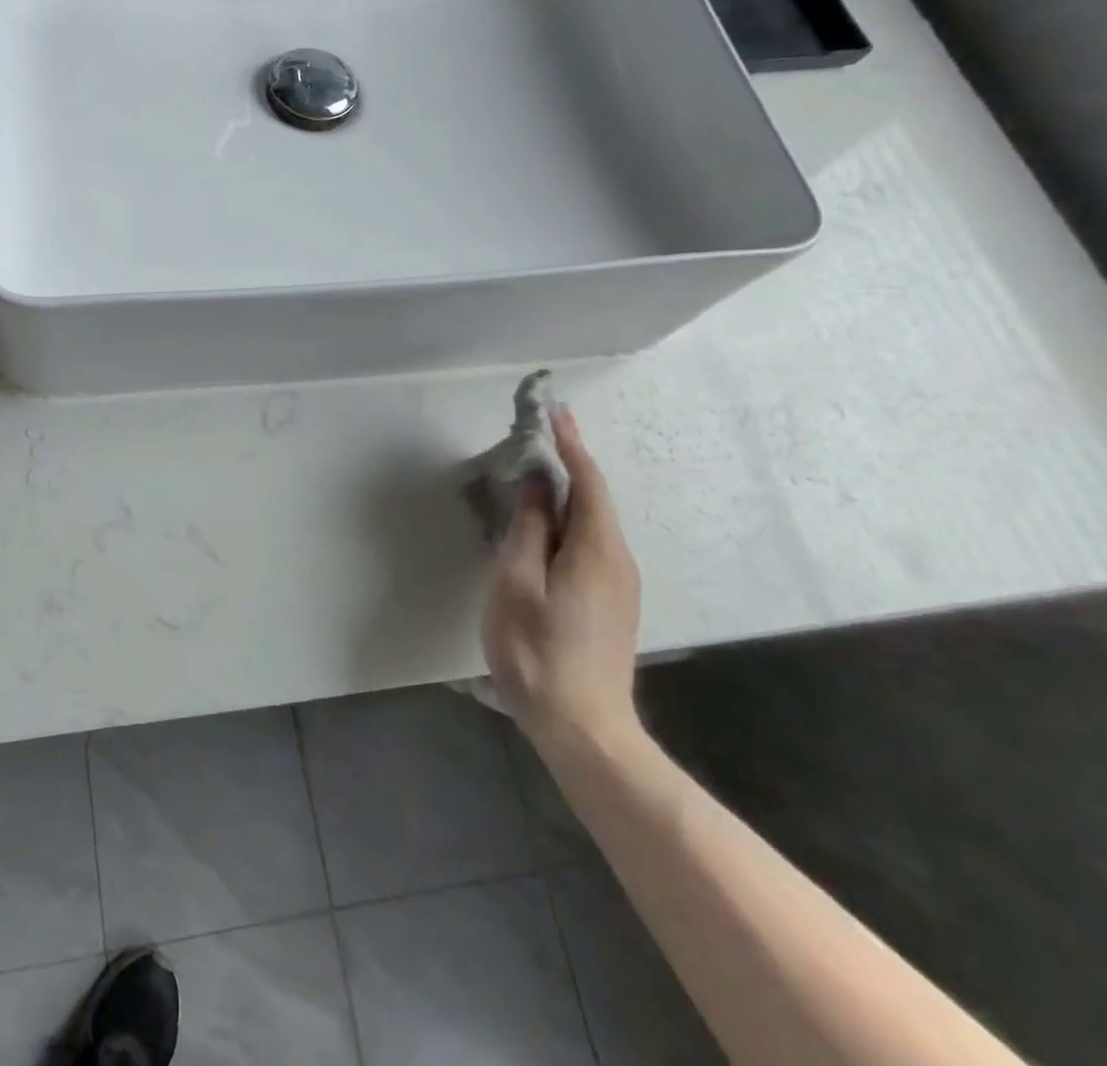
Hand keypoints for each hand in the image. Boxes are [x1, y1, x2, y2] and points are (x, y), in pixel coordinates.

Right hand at [481, 409, 641, 755]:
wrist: (583, 727)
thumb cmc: (538, 651)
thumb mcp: (517, 584)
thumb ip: (528, 529)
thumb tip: (534, 482)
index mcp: (596, 550)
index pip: (588, 482)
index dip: (571, 444)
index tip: (556, 411)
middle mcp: (618, 560)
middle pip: (594, 500)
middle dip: (567, 465)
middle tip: (536, 439)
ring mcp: (619, 585)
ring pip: (591, 524)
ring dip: (564, 495)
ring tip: (530, 479)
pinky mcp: (611, 603)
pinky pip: (590, 545)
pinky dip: (566, 523)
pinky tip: (542, 529)